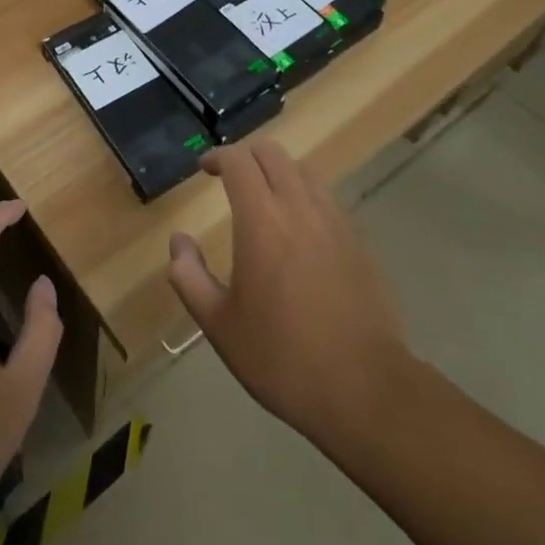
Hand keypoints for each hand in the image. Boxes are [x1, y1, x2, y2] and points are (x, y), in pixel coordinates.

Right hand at [167, 141, 412, 449]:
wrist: (366, 390)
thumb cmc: (282, 357)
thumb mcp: (219, 325)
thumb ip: (189, 277)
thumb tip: (179, 241)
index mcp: (261, 219)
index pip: (237, 161)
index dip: (217, 156)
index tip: (203, 169)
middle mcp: (299, 207)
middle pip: (273, 153)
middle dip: (247, 156)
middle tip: (230, 177)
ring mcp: (336, 222)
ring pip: (304, 172)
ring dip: (279, 173)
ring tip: (265, 199)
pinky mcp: (360, 243)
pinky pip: (328, 200)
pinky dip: (306, 198)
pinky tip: (300, 231)